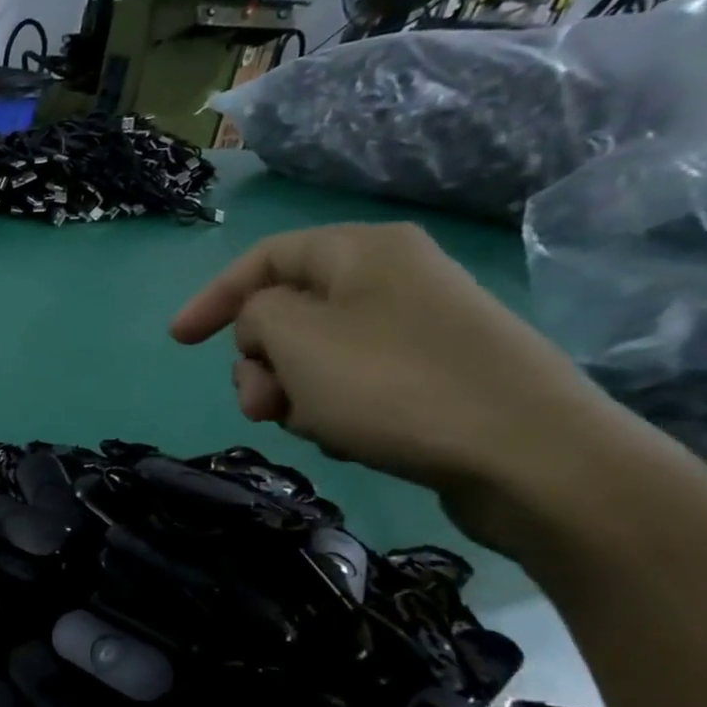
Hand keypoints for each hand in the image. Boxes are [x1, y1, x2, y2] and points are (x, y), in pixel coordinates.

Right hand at [169, 223, 638, 552]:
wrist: (528, 455)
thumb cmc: (393, 385)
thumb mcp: (296, 339)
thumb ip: (253, 316)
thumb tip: (264, 326)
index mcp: (361, 251)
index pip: (262, 258)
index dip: (212, 298)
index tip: (178, 344)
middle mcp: (390, 278)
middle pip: (286, 313)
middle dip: (259, 363)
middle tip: (261, 406)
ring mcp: (415, 328)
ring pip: (313, 356)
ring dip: (293, 393)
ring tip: (312, 428)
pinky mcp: (431, 374)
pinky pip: (351, 384)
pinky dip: (332, 409)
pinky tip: (348, 439)